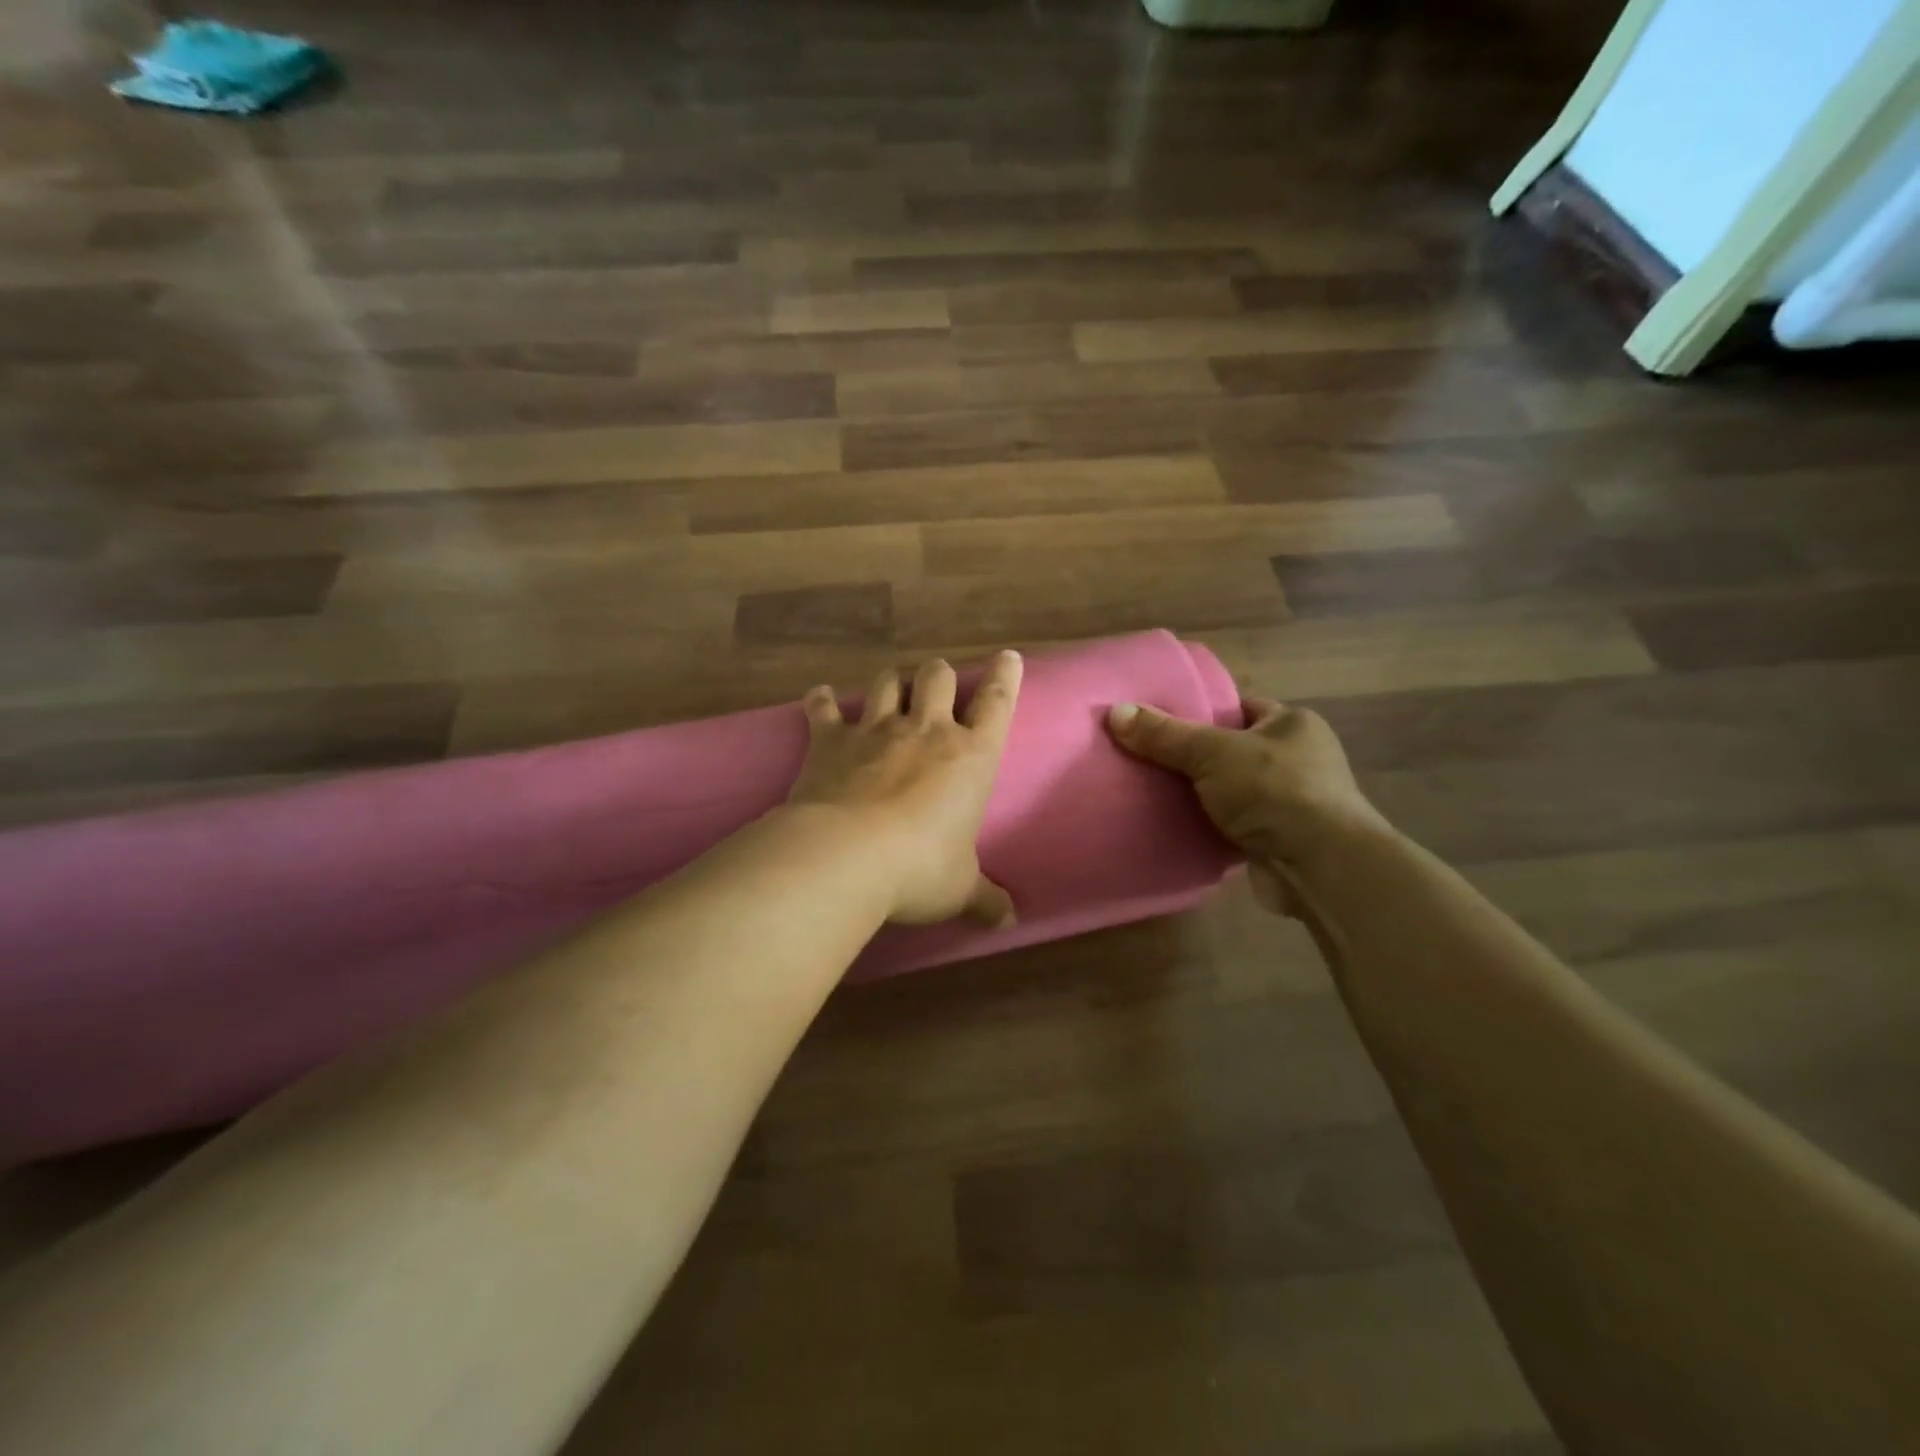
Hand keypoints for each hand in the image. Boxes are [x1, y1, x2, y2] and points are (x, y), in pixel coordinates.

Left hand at [788, 651, 1023, 927]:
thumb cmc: (919, 869)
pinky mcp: (831, 740)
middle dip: (939, 676)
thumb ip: (984, 898)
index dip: (1005, 677)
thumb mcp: (959, 888)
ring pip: (887, 682)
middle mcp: (926, 731)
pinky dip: (822, 701)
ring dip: (891, 683)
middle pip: (937, 677)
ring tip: (890, 691)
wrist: (847, 855)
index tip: (1008, 656)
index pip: (997, 704)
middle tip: (936, 686)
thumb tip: (1009, 921)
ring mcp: (876, 730)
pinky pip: (825, 708)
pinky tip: (820, 696)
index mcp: (971, 757)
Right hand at [1106, 698, 1389, 917]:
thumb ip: (1165, 735)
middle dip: (1194, 756)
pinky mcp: (1279, 840)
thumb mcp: (1212, 752)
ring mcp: (1291, 802)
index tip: (1160, 718)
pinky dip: (1208, 826)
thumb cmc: (1274, 791)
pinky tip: (1174, 825)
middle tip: (1147, 756)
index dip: (1201, 710)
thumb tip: (1115, 711)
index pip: (1239, 707)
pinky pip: (1233, 825)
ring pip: (1230, 790)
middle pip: (1231, 749)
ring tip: (1150, 790)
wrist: (1318, 867)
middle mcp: (1298, 759)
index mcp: (1292, 724)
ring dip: (1200, 795)